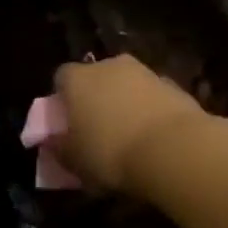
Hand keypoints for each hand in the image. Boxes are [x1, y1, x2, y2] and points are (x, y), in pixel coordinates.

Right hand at [53, 55, 203, 193]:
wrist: (174, 150)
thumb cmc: (110, 153)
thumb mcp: (74, 161)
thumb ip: (59, 148)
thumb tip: (52, 142)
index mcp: (78, 79)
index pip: (61, 78)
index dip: (63, 100)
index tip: (67, 123)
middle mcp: (110, 66)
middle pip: (97, 78)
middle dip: (96, 98)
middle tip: (97, 129)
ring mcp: (145, 72)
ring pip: (127, 85)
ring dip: (126, 103)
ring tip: (129, 137)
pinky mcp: (175, 85)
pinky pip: (153, 97)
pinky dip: (151, 111)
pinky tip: (154, 138)